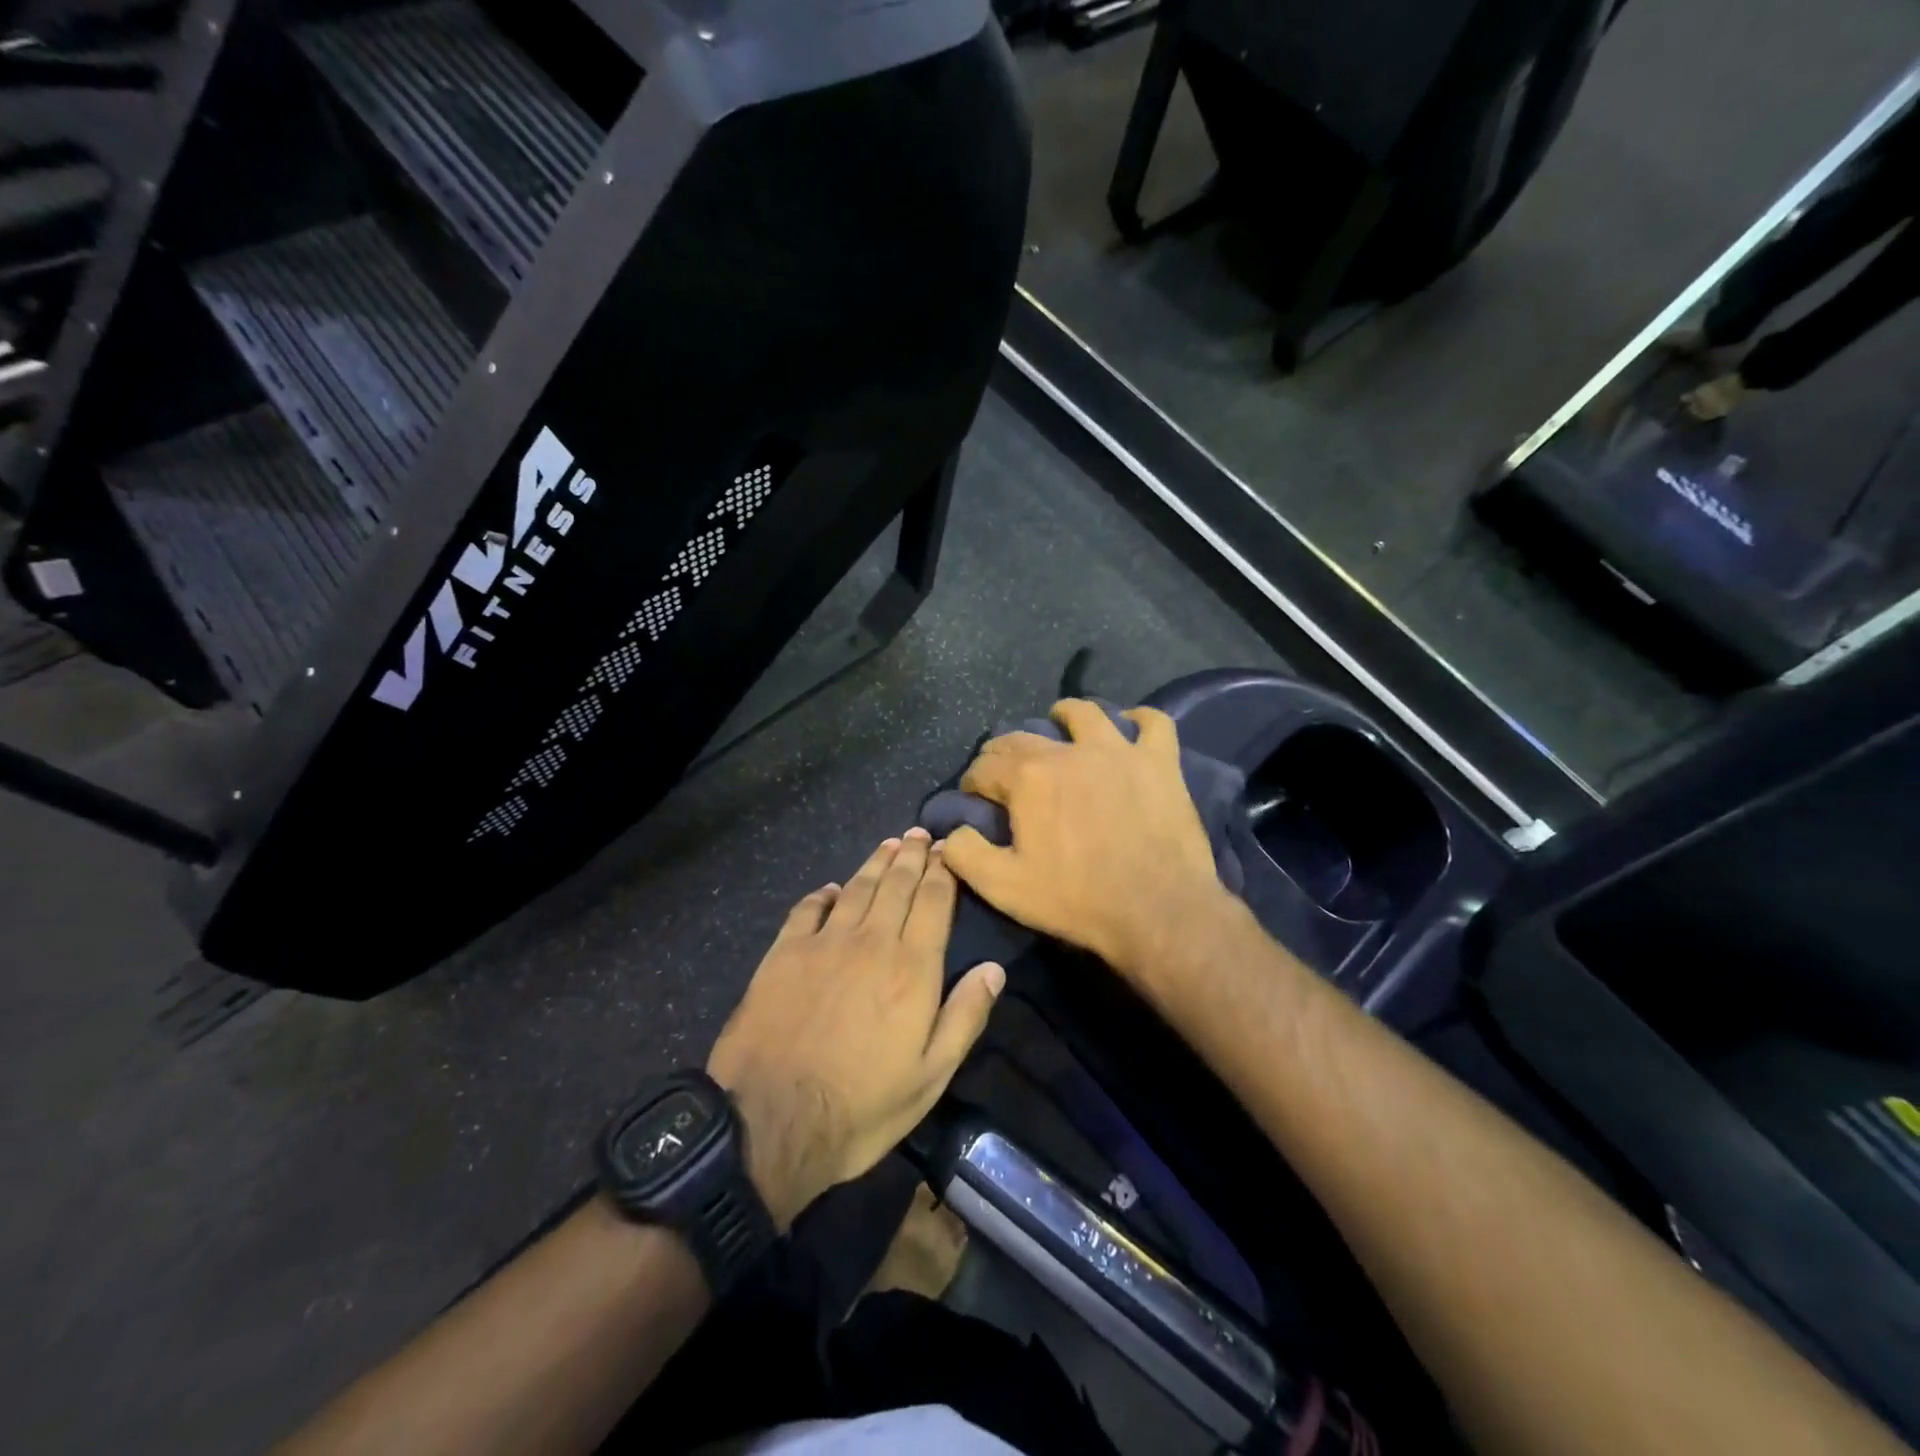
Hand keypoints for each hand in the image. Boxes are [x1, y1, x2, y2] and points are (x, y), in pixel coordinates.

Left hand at [706, 830, 1004, 1230]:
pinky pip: (807, 909)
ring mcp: (823, 943)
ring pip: (856, 888)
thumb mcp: (930, 1076)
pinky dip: (823, 895)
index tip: (947, 849)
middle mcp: (871, 941)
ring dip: (875, 863)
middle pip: (896, 885)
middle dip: (912, 856)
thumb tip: (995, 969)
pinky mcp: (783, 954)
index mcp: (912, 968)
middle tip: (920, 834)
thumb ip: (965, 1017)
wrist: (770, 1121)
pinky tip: (831, 889)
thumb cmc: (861, 1106)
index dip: (942, 871)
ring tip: (889, 844)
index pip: (933, 902)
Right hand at [942, 700, 1231, 983]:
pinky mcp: (1159, 762)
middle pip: (1023, 737)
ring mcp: (1118, 751)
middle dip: (1003, 752)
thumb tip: (949, 832)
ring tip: (1060, 725)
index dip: (973, 782)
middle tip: (1005, 772)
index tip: (975, 798)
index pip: (984, 767)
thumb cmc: (1076, 900)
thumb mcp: (1003, 887)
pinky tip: (1130, 726)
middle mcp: (1068, 752)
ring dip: (1065, 715)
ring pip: (1086, 713)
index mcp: (1027, 779)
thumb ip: (964, 853)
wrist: (1157, 912)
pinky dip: (1140, 720)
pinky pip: (1153, 723)